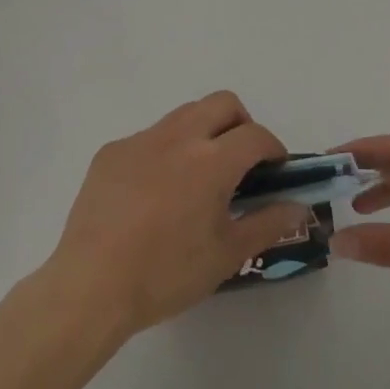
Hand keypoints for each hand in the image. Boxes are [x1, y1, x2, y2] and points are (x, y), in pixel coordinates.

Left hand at [41, 92, 309, 342]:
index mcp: (210, 161)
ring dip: (203, 132)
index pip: (256, 135)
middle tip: (241, 162)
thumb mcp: (226, 255)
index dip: (273, 149)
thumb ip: (268, 223)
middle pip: (222, 103)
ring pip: (184, 114)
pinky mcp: (111, 151)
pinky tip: (155, 193)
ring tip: (198, 176)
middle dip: (241, 124)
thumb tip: (298, 207)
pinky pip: (149, 137)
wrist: (91, 286)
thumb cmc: (166, 274)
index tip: (275, 171)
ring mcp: (140, 140)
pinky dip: (165, 151)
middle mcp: (177, 136)